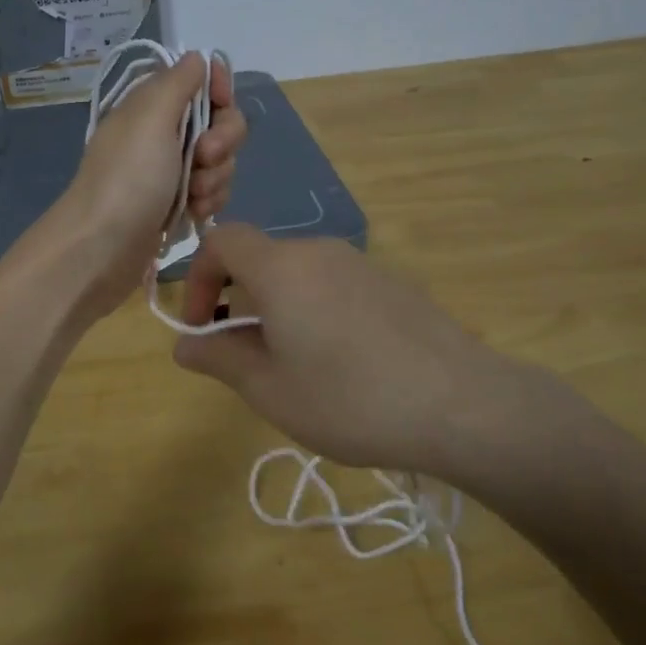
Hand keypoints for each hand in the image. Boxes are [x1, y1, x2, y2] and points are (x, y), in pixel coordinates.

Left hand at [50, 52, 247, 318]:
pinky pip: (212, 193)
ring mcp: (170, 171)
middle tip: (201, 159)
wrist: (102, 247)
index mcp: (153, 105)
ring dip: (215, 179)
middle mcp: (162, 133)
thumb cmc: (128, 177)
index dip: (219, 90)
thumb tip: (197, 57)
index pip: (202, 81)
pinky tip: (192, 215)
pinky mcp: (177, 204)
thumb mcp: (151, 116)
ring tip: (192, 198)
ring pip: (220, 162)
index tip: (221, 105)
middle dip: (222, 143)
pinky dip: (208, 203)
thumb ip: (178, 82)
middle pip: (220, 123)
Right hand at [172, 224, 604, 484]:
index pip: (222, 240)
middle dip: (238, 298)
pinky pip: (335, 285)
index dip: (197, 276)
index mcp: (281, 268)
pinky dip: (316, 309)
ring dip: (278, 307)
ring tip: (293, 365)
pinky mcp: (393, 283)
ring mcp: (361, 264)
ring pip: (299, 274)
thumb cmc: (350, 399)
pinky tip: (342, 362)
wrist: (461, 404)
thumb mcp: (270, 390)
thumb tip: (184, 344)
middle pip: (261, 258)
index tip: (201, 325)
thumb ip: (219, 359)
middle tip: (245, 355)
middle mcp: (319, 251)